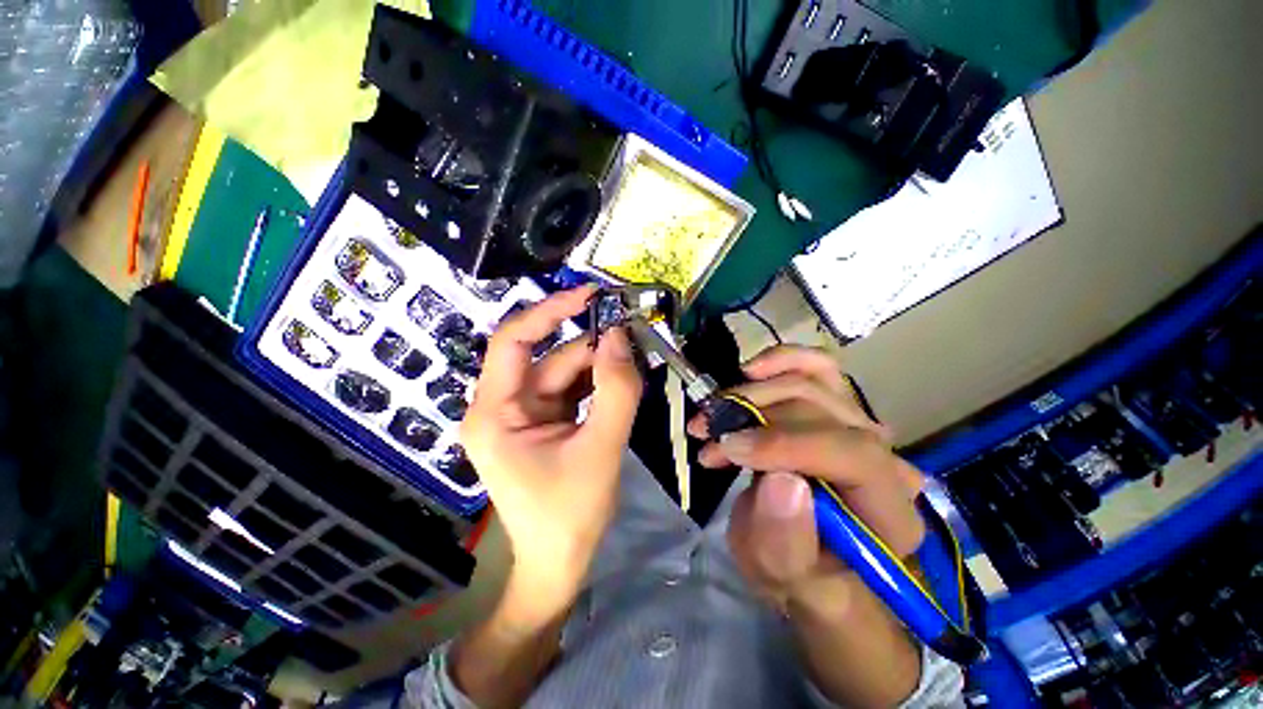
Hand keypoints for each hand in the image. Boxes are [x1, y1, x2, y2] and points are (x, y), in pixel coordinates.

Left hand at [463, 286, 642, 599]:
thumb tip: (620, 336)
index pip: (513, 341)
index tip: (590, 295)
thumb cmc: (570, 515)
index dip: (550, 311)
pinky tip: (622, 384)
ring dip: (600, 367)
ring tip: (635, 368)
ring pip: (565, 372)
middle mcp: (502, 405)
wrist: (560, 563)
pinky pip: (572, 389)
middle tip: (634, 339)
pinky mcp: (544, 420)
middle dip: (591, 348)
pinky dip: (598, 383)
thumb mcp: (601, 449)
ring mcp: (524, 413)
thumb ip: (616, 391)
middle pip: (549, 358)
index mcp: (494, 413)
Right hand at [688, 345, 925, 616]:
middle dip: (753, 415)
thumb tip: (783, 481)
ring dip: (751, 392)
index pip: (852, 454)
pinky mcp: (835, 410)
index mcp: (888, 511)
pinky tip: (750, 370)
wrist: (804, 554)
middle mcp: (886, 459)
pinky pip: (818, 368)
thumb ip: (786, 542)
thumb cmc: (797, 573)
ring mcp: (861, 427)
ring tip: (713, 413)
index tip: (727, 448)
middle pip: (823, 410)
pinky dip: (781, 360)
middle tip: (706, 432)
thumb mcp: (782, 576)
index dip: (784, 443)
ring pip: (813, 381)